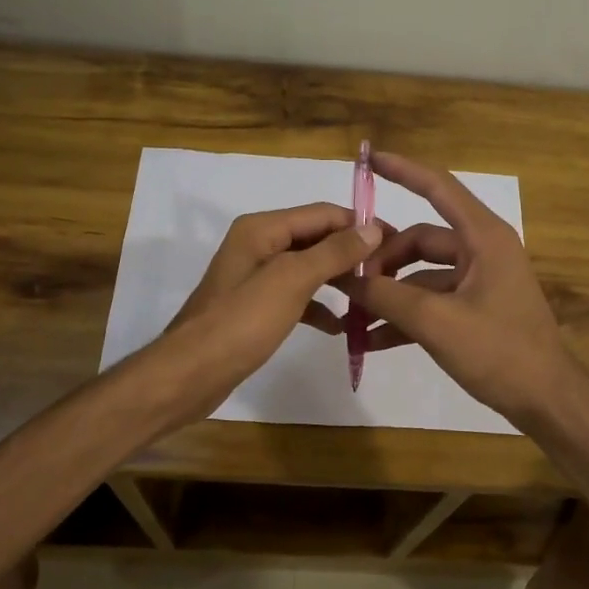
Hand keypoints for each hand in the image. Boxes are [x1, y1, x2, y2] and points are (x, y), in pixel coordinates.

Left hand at [149, 203, 382, 426]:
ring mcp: (255, 276)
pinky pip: (296, 296)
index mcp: (262, 229)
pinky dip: (318, 306)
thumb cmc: (241, 322)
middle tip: (389, 273)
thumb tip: (372, 229)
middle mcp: (258, 244)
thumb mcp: (291, 281)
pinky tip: (340, 326)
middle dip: (351, 253)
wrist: (191, 374)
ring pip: (308, 268)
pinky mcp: (256, 306)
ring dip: (338, 279)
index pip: (323, 213)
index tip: (397, 244)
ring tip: (372, 296)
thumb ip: (332, 252)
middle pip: (316, 238)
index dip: (359, 225)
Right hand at [336, 151, 582, 428]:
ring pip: (421, 274)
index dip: (403, 170)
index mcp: (483, 238)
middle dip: (383, 259)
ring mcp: (479, 281)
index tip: (368, 158)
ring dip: (389, 292)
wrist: (546, 400)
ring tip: (352, 315)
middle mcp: (482, 251)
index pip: (438, 188)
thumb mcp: (436, 322)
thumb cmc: (499, 351)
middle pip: (420, 239)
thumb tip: (346, 278)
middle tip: (349, 283)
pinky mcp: (475, 309)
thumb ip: (387, 296)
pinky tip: (371, 340)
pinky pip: (431, 301)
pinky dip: (405, 315)